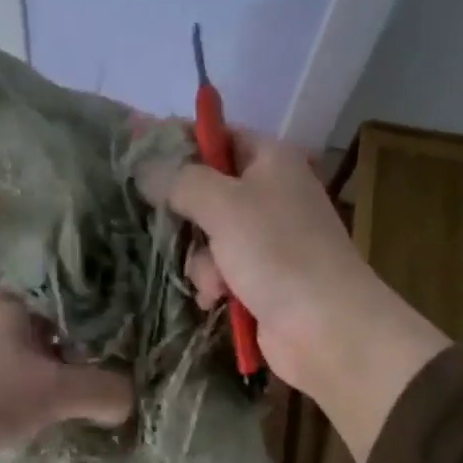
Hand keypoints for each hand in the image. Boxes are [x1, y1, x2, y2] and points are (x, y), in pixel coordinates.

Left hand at [0, 303, 132, 462]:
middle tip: (136, 371)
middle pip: (68, 329)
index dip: (119, 316)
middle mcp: (7, 319)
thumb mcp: (52, 390)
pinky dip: (52, 391)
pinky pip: (30, 379)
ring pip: (49, 356)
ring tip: (109, 393)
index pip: (85, 297)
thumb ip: (102, 391)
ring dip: (75, 373)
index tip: (149, 337)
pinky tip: (68, 409)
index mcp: (25, 304)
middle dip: (100, 350)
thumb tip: (131, 402)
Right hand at [148, 130, 449, 462]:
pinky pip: (219, 271)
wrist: (325, 326)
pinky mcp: (260, 279)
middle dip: (188, 217)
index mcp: (271, 160)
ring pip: (207, 237)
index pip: (218, 136)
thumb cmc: (278, 253)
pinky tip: (218, 299)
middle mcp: (270, 194)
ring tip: (216, 280)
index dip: (179, 142)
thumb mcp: (223, 205)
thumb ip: (180, 180)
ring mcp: (266, 240)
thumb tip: (145, 167)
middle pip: (207, 191)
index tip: (138, 155)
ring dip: (201, 261)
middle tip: (170, 226)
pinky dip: (215, 284)